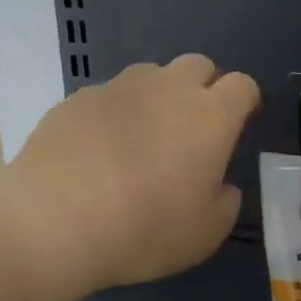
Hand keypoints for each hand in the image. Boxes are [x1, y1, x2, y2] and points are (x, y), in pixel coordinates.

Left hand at [6, 54, 260, 296]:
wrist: (55, 221)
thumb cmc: (145, 231)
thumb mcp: (205, 234)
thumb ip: (225, 202)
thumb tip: (220, 185)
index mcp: (210, 117)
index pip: (242, 85)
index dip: (245, 102)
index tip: (239, 124)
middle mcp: (168, 88)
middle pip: (198, 65)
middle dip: (203, 89)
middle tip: (192, 131)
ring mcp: (118, 88)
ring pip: (151, 75)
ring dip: (157, 97)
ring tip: (142, 140)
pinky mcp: (77, 98)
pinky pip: (108, 96)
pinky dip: (114, 115)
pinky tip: (99, 152)